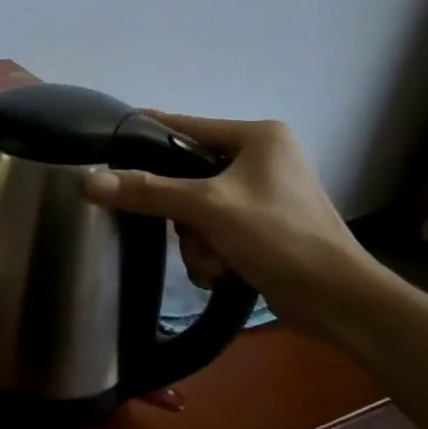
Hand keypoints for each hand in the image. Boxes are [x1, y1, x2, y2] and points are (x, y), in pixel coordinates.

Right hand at [83, 114, 381, 340]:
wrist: (338, 300)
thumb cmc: (279, 236)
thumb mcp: (208, 208)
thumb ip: (148, 191)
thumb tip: (88, 182)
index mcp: (257, 136)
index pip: (185, 127)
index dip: (146, 137)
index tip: (108, 147)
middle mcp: (261, 158)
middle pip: (186, 176)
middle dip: (182, 214)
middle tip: (185, 230)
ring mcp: (262, 195)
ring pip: (196, 210)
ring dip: (196, 241)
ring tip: (214, 261)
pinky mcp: (263, 227)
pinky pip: (214, 230)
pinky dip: (212, 253)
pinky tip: (223, 272)